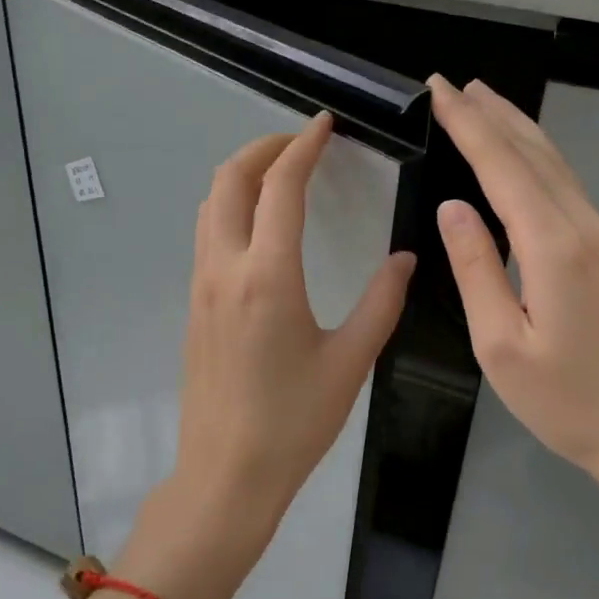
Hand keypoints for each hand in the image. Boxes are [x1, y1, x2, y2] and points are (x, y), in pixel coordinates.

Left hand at [119, 113, 416, 598]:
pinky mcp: (194, 306)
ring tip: (279, 174)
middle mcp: (224, 269)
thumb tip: (404, 257)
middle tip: (300, 143)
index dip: (303, 146)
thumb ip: (382, 302)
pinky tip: (260, 225)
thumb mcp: (351, 361)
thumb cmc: (294, 422)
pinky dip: (230, 207)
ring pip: (210, 206)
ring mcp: (201, 287)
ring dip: (241, 176)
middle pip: (228, 181)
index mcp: (267, 276)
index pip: (280, 186)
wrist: (226, 474)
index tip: (324, 125)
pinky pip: (206, 235)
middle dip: (262, 148)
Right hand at [428, 76, 598, 523]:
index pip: (502, 168)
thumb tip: (452, 206)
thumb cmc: (564, 401)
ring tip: (485, 101)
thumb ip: (476, 268)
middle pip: (534, 154)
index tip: (439, 91)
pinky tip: (523, 154)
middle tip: (454, 84)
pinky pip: (568, 186)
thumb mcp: (500, 345)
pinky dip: (538, 157)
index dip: (469, 126)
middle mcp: (584, 227)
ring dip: (518, 128)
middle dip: (492, 115)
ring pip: (556, 165)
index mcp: (554, 248)